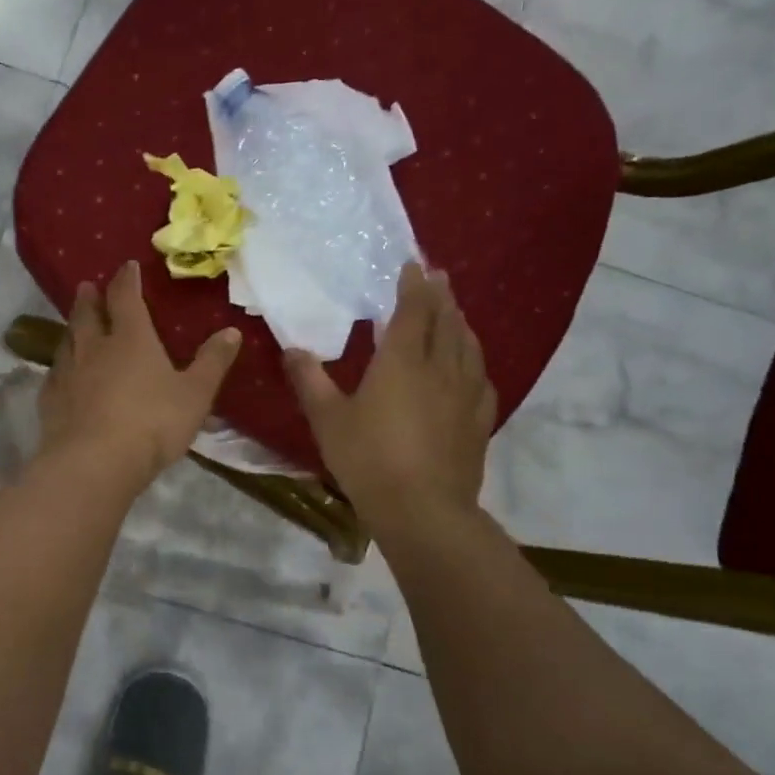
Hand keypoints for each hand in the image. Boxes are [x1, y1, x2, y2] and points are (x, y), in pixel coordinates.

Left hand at [38, 260, 242, 488]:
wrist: (95, 462)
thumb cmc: (152, 423)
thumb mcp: (195, 395)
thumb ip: (212, 363)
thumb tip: (232, 332)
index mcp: (131, 339)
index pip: (126, 298)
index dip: (126, 280)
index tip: (126, 267)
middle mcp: (94, 348)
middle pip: (88, 315)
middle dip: (90, 299)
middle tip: (87, 287)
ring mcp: (68, 374)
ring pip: (68, 342)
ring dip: (72, 328)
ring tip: (74, 324)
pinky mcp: (51, 401)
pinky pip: (54, 375)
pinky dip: (60, 367)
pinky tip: (60, 374)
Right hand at [284, 263, 497, 530]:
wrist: (423, 509)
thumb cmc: (368, 459)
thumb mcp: (328, 420)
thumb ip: (310, 381)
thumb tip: (292, 349)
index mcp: (401, 361)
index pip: (413, 311)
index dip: (414, 285)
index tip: (414, 265)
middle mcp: (440, 368)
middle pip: (446, 321)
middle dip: (441, 295)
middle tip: (438, 276)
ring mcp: (466, 394)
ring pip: (468, 346)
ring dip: (461, 322)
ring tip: (455, 312)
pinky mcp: (479, 420)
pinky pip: (481, 378)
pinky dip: (474, 361)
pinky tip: (471, 368)